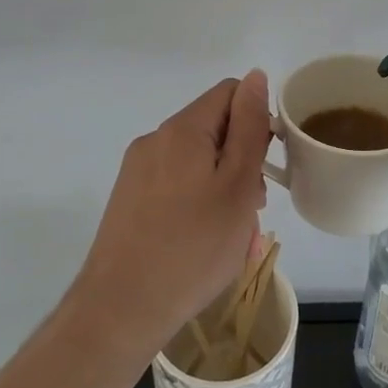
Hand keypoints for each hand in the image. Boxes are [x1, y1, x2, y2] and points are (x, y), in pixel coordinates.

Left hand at [70, 74, 270, 361]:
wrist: (120, 310)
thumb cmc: (193, 247)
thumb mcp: (238, 184)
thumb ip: (250, 126)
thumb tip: (256, 76)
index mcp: (182, 129)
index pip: (231, 93)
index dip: (257, 120)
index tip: (266, 165)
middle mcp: (155, 140)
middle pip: (214, 130)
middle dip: (242, 162)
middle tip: (253, 210)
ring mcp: (137, 171)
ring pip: (197, 163)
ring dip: (223, 188)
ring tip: (234, 237)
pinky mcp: (129, 200)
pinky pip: (176, 186)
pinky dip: (198, 205)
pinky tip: (205, 245)